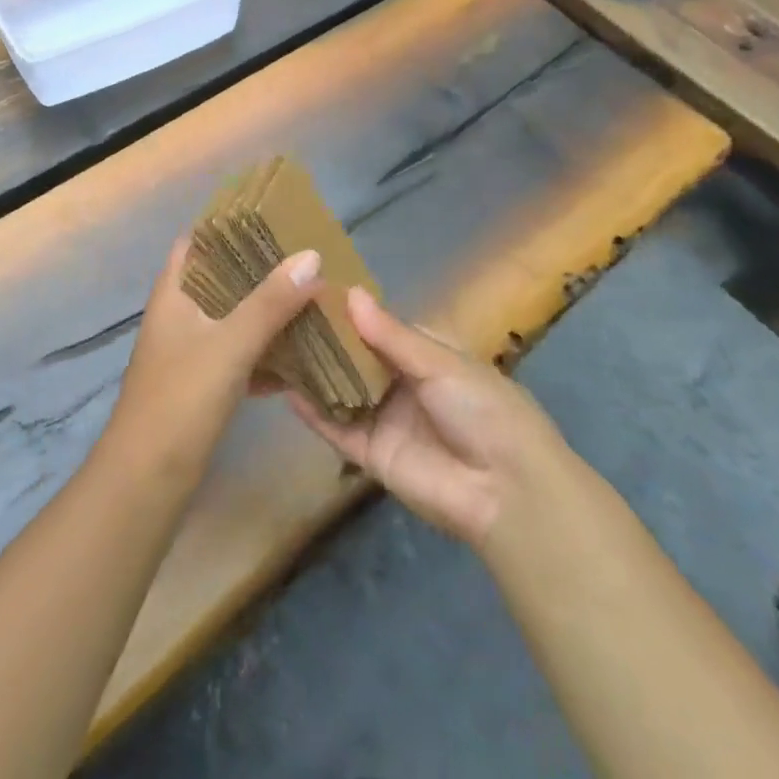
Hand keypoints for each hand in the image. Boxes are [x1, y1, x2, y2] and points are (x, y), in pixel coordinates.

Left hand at [105, 237, 324, 482]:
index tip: (274, 215)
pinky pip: (242, 354)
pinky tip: (304, 355)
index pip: (199, 240)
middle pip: (223, 277)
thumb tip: (312, 256)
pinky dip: (267, 351)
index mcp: (175, 292)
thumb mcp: (229, 344)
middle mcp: (181, 313)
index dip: (230, 224)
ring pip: (235, 316)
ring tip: (313, 297)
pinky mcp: (205, 382)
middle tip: (307, 257)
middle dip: (262, 268)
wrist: (147, 481)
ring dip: (268, 309)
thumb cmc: (181, 399)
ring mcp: (192, 349)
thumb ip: (270, 302)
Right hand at [288, 288, 566, 550]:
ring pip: (341, 389)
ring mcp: (384, 419)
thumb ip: (390, 334)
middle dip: (324, 339)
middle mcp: (401, 384)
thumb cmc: (483, 408)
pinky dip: (313, 412)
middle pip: (355, 357)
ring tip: (272, 343)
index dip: (349, 311)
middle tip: (279, 311)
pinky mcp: (371, 455)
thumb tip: (350, 293)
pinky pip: (337, 429)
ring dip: (313, 371)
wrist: (507, 491)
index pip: (379, 327)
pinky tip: (284, 390)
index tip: (310, 287)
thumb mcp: (440, 362)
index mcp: (425, 355)